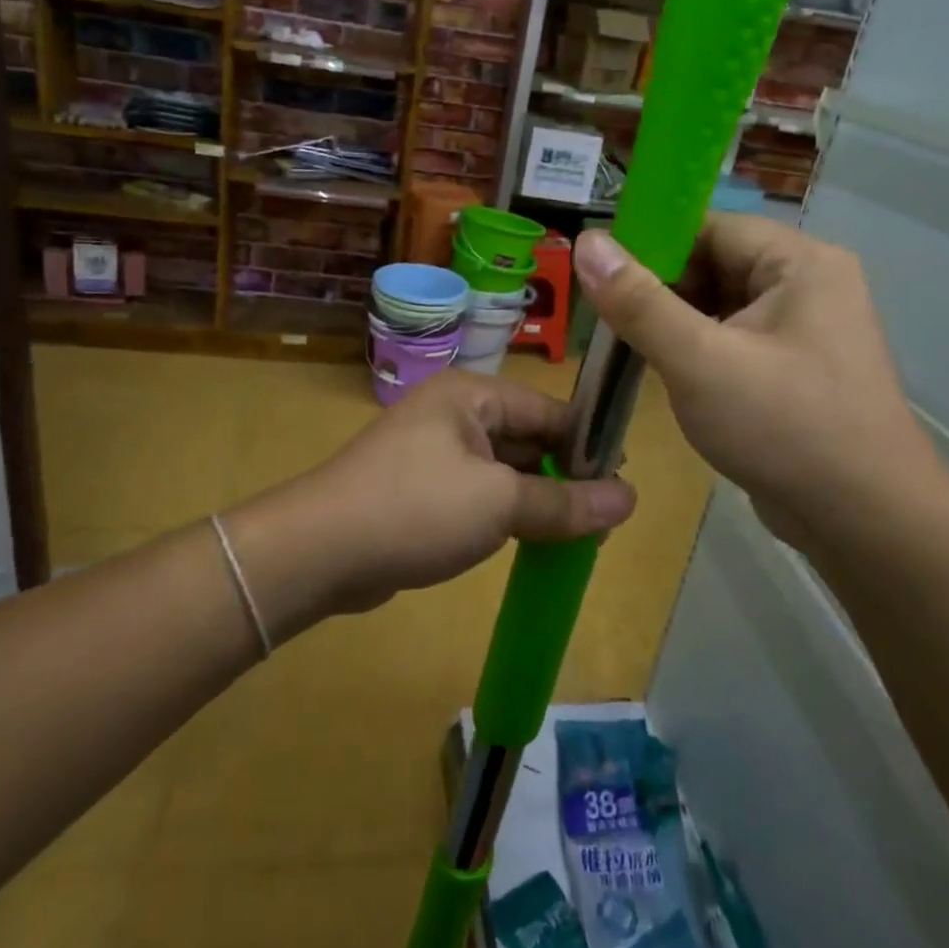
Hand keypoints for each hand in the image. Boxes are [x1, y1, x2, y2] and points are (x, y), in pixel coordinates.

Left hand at [236, 371, 636, 630]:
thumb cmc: (415, 509)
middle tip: (604, 520)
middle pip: (528, 438)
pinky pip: (478, 493)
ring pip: (504, 469)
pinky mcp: (421, 488)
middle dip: (564, 476)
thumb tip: (630, 499)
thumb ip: (565, 502)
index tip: (622, 486)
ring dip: (536, 498)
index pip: (550, 410)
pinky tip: (529, 541)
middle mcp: (454, 413)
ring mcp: (433, 451)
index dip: (589, 446)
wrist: (318, 552)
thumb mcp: (499, 504)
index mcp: (472, 394)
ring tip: (577, 534)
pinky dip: (505, 513)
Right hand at [573, 217, 948, 555]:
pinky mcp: (795, 369)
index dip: (650, 246)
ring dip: (673, 325)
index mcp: (799, 263)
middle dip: (659, 291)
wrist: (865, 523)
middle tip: (605, 321)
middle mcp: (808, 285)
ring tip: (625, 348)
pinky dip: (696, 351)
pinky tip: (663, 373)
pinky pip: (733, 341)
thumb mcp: (699, 361)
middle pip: (714, 265)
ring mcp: (805, 330)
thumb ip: (639, 302)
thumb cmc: (784, 428)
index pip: (710, 228)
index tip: (598, 276)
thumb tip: (587, 242)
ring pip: (720, 307)